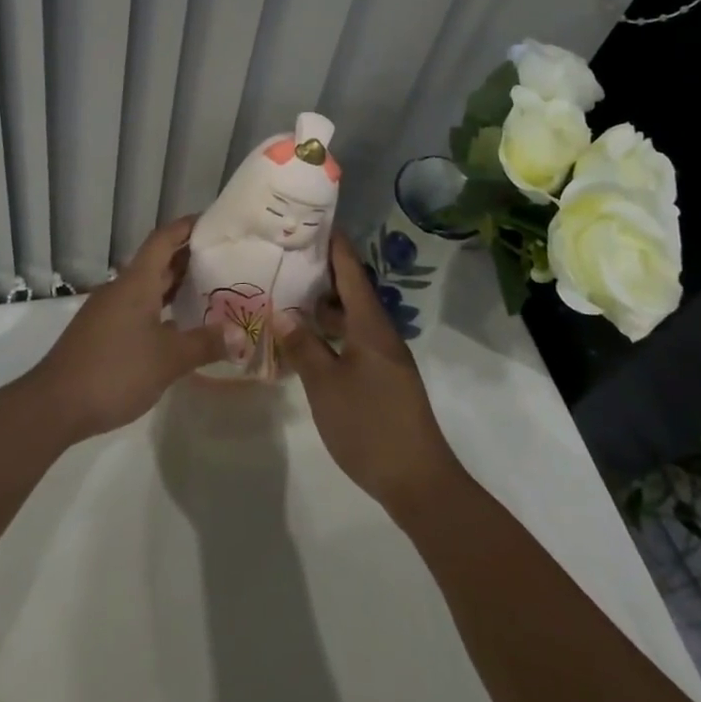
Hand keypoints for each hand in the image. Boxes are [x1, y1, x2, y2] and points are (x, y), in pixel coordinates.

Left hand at [27, 216, 231, 443]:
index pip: (163, 239)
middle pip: (157, 262)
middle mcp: (121, 288)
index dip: (187, 227)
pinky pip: (138, 308)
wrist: (55, 405)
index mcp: (136, 282)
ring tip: (209, 290)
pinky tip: (178, 327)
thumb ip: (205, 344)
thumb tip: (241, 334)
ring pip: (147, 287)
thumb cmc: (115, 371)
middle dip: (188, 258)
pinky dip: (161, 308)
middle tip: (224, 259)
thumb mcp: (168, 359)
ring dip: (175, 285)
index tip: (213, 223)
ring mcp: (108, 311)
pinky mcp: (102, 333)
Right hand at [272, 232, 462, 518]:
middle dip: (322, 272)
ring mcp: (383, 358)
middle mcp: (380, 333)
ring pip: (351, 319)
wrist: (419, 481)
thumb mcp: (326, 385)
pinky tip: (306, 342)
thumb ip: (304, 346)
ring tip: (288, 294)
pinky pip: (353, 341)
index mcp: (371, 325)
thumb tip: (282, 313)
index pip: (351, 271)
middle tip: (287, 256)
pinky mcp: (382, 379)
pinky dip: (330, 334)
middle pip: (351, 291)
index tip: (314, 220)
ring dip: (324, 306)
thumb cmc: (370, 425)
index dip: (335, 244)